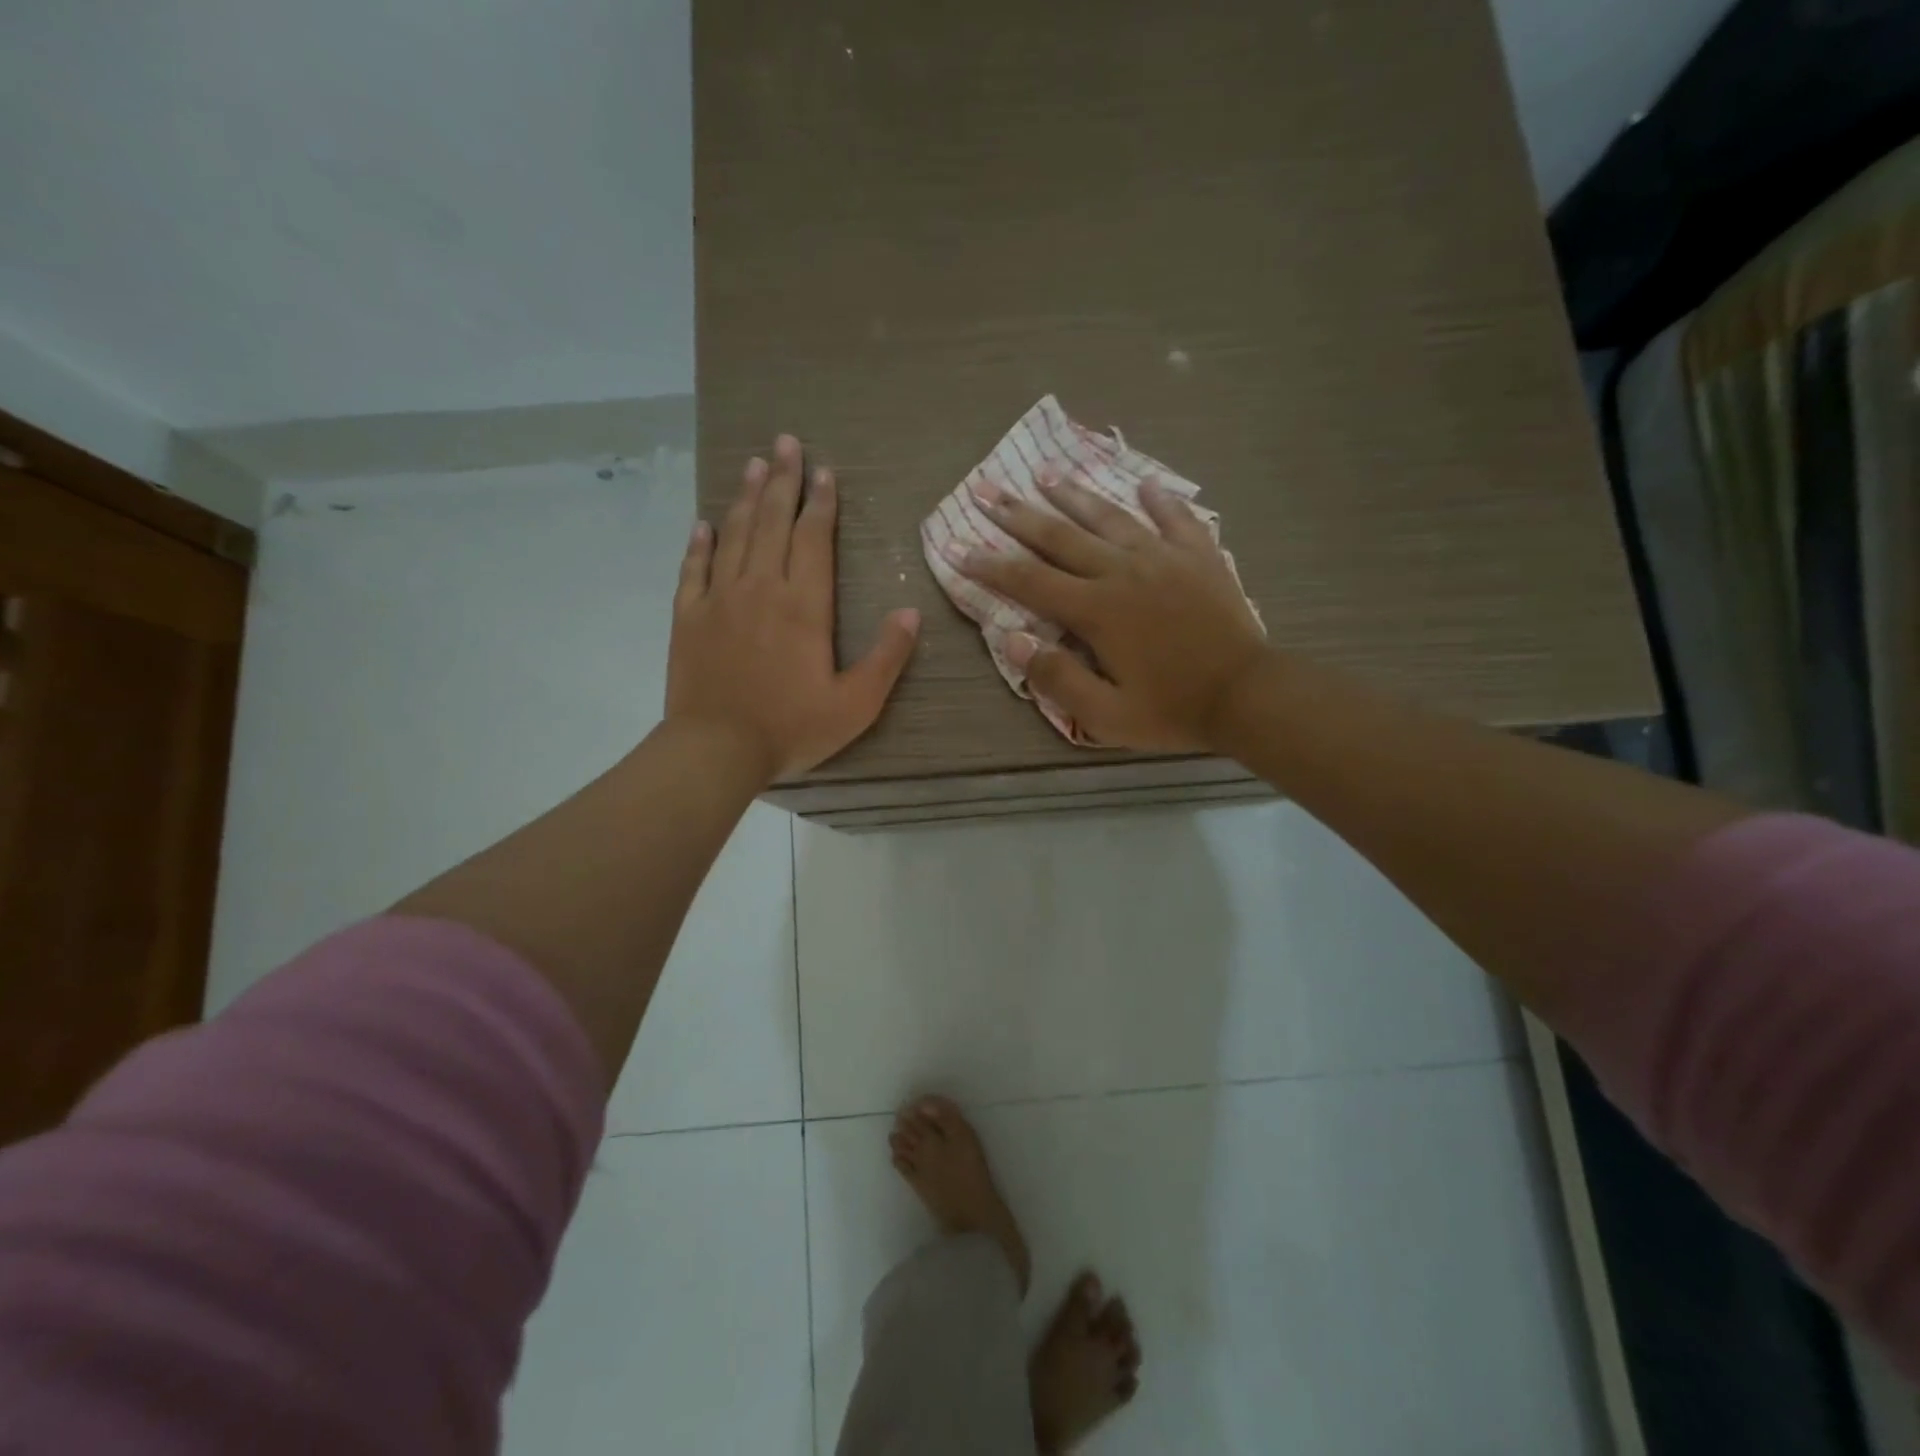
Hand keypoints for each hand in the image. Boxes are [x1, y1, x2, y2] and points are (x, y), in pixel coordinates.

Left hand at [667, 435, 919, 781]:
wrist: (717, 750)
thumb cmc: (791, 728)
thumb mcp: (856, 704)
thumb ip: (887, 657)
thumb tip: (911, 612)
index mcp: (804, 606)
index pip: (813, 539)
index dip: (820, 503)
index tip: (824, 471)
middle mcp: (761, 589)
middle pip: (772, 523)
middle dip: (783, 481)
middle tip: (785, 443)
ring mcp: (719, 600)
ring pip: (734, 535)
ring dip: (746, 498)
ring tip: (754, 465)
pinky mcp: (689, 617)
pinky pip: (694, 569)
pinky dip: (699, 544)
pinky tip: (703, 524)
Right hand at [952, 472, 1268, 751]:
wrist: (1248, 694)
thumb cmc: (1172, 709)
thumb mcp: (1106, 715)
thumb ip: (1057, 678)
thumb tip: (1013, 639)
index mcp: (1096, 609)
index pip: (1029, 581)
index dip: (989, 565)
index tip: (959, 548)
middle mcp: (1123, 570)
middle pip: (1061, 536)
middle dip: (1018, 515)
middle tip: (987, 490)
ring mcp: (1164, 556)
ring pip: (1110, 516)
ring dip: (1074, 494)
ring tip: (1047, 473)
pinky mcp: (1199, 554)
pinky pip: (1175, 517)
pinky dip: (1158, 499)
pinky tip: (1144, 483)